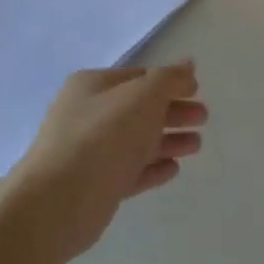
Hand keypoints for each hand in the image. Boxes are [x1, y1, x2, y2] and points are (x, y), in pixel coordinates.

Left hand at [6, 64, 207, 259]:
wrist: (60, 200)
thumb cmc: (104, 136)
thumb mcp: (143, 96)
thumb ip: (169, 79)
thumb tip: (188, 64)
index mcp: (93, 86)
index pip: (139, 77)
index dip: (170, 82)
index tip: (198, 90)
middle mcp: (88, 115)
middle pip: (140, 110)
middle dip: (173, 112)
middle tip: (203, 119)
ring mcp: (90, 152)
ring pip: (137, 141)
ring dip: (168, 141)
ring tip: (196, 146)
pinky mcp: (96, 185)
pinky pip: (130, 171)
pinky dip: (152, 168)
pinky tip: (173, 169)